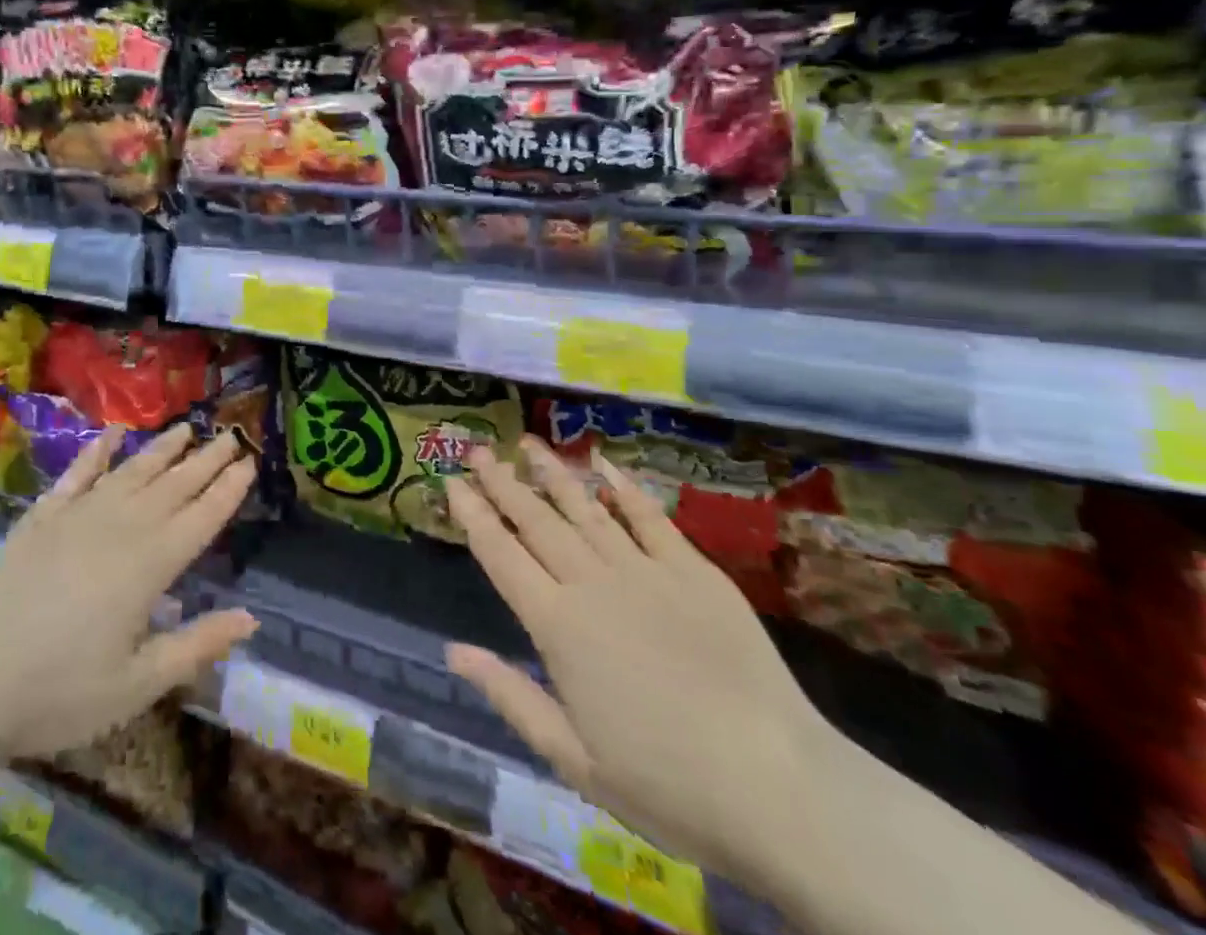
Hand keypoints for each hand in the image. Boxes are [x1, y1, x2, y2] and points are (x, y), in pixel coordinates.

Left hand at [0, 424, 259, 760]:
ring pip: (131, 471)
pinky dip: (96, 451)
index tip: (250, 462)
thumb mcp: (135, 685)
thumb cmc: (56, 692)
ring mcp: (78, 516)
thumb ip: (195, 646)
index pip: (201, 518)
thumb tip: (249, 617)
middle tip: (231, 434)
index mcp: (149, 565)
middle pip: (173, 486)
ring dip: (161, 449)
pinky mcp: (42, 518)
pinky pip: (77, 474)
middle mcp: (120, 527)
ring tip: (186, 428)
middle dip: (206, 460)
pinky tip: (111, 434)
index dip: (228, 490)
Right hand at [443, 436, 836, 886]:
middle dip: (502, 482)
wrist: (782, 790)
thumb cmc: (668, 786)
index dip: (472, 514)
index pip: (500, 554)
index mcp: (557, 626)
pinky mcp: (693, 571)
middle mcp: (592, 584)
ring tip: (527, 444)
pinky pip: (649, 517)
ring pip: (585, 509)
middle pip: (536, 521)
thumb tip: (453, 652)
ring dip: (552, 474)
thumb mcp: (573, 759)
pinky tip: (603, 464)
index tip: (451, 483)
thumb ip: (510, 696)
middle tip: (477, 449)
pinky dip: (623, 487)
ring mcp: (645, 571)